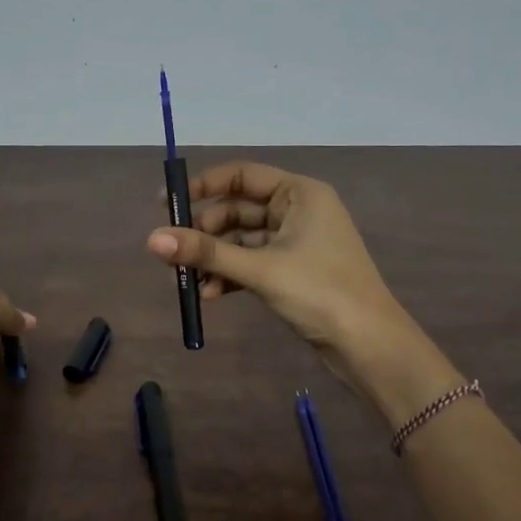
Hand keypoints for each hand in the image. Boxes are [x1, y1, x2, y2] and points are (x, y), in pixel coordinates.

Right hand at [145, 162, 442, 406]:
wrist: (369, 345)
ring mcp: (297, 242)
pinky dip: (231, 275)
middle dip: (205, 232)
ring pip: (243, 240)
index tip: (166, 203)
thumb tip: (151, 239)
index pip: (242, 176)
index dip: (203, 186)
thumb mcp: (260, 269)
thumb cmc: (320, 292)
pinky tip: (210, 295)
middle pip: (238, 209)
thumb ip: (206, 252)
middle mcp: (298, 210)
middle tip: (173, 251)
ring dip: (215, 258)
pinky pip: (253, 263)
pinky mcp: (293, 271)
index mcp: (299, 193)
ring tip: (186, 280)